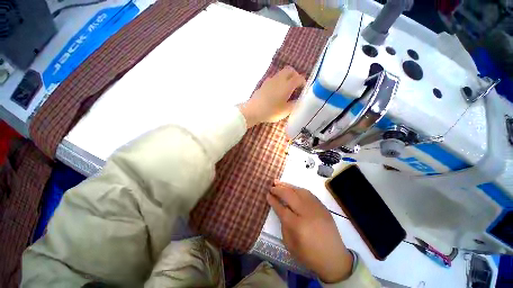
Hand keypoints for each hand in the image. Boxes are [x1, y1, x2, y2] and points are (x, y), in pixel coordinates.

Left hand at [239, 66, 305, 127]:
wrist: (253, 111)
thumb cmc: (271, 111)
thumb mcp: (285, 111)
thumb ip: (294, 104)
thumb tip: (298, 100)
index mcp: (287, 85)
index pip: (299, 78)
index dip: (303, 82)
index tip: (304, 89)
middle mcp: (279, 79)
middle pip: (290, 70)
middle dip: (295, 75)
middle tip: (296, 86)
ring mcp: (270, 80)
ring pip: (281, 73)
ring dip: (286, 77)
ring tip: (287, 89)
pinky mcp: (264, 83)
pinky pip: (274, 78)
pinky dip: (279, 81)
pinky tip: (277, 91)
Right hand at [266, 180, 352, 282]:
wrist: (334, 258)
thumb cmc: (309, 255)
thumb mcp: (290, 245)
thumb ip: (283, 225)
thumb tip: (281, 210)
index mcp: (297, 226)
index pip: (281, 208)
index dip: (273, 200)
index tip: (267, 194)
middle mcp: (307, 213)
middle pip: (290, 195)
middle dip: (278, 190)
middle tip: (271, 187)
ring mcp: (316, 208)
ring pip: (299, 191)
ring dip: (287, 186)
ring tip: (279, 182)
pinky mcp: (322, 206)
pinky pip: (308, 193)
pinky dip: (298, 189)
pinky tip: (292, 188)